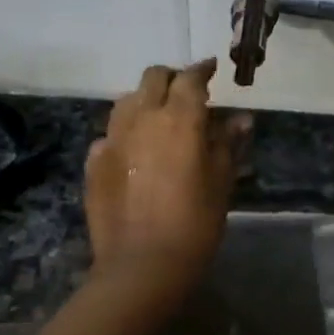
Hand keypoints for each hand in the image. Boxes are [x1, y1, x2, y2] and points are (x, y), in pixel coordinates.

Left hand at [84, 60, 249, 320]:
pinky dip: (125, 133)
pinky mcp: (93, 161)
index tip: (212, 69)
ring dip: (145, 100)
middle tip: (186, 92)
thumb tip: (240, 119)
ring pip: (127, 101)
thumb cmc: (194, 223)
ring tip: (158, 118)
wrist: (141, 266)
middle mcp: (142, 117)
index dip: (202, 70)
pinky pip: (110, 134)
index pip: (190, 78)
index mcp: (179, 118)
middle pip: (153, 78)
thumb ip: (228, 144)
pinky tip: (134, 151)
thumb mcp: (221, 182)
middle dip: (171, 78)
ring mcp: (113, 137)